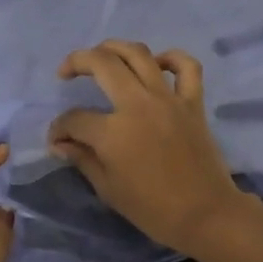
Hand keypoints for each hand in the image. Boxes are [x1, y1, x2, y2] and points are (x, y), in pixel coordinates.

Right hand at [48, 41, 251, 254]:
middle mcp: (138, 105)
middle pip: (102, 64)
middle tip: (66, 72)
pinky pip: (187, 67)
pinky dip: (171, 58)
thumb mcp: (108, 189)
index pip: (74, 119)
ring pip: (139, 54)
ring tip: (102, 55)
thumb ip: (82, 159)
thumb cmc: (152, 209)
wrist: (205, 214)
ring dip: (114, 47)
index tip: (57, 140)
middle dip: (76, 62)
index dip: (59, 128)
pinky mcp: (193, 102)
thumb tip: (60, 143)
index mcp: (112, 132)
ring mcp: (168, 99)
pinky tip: (157, 63)